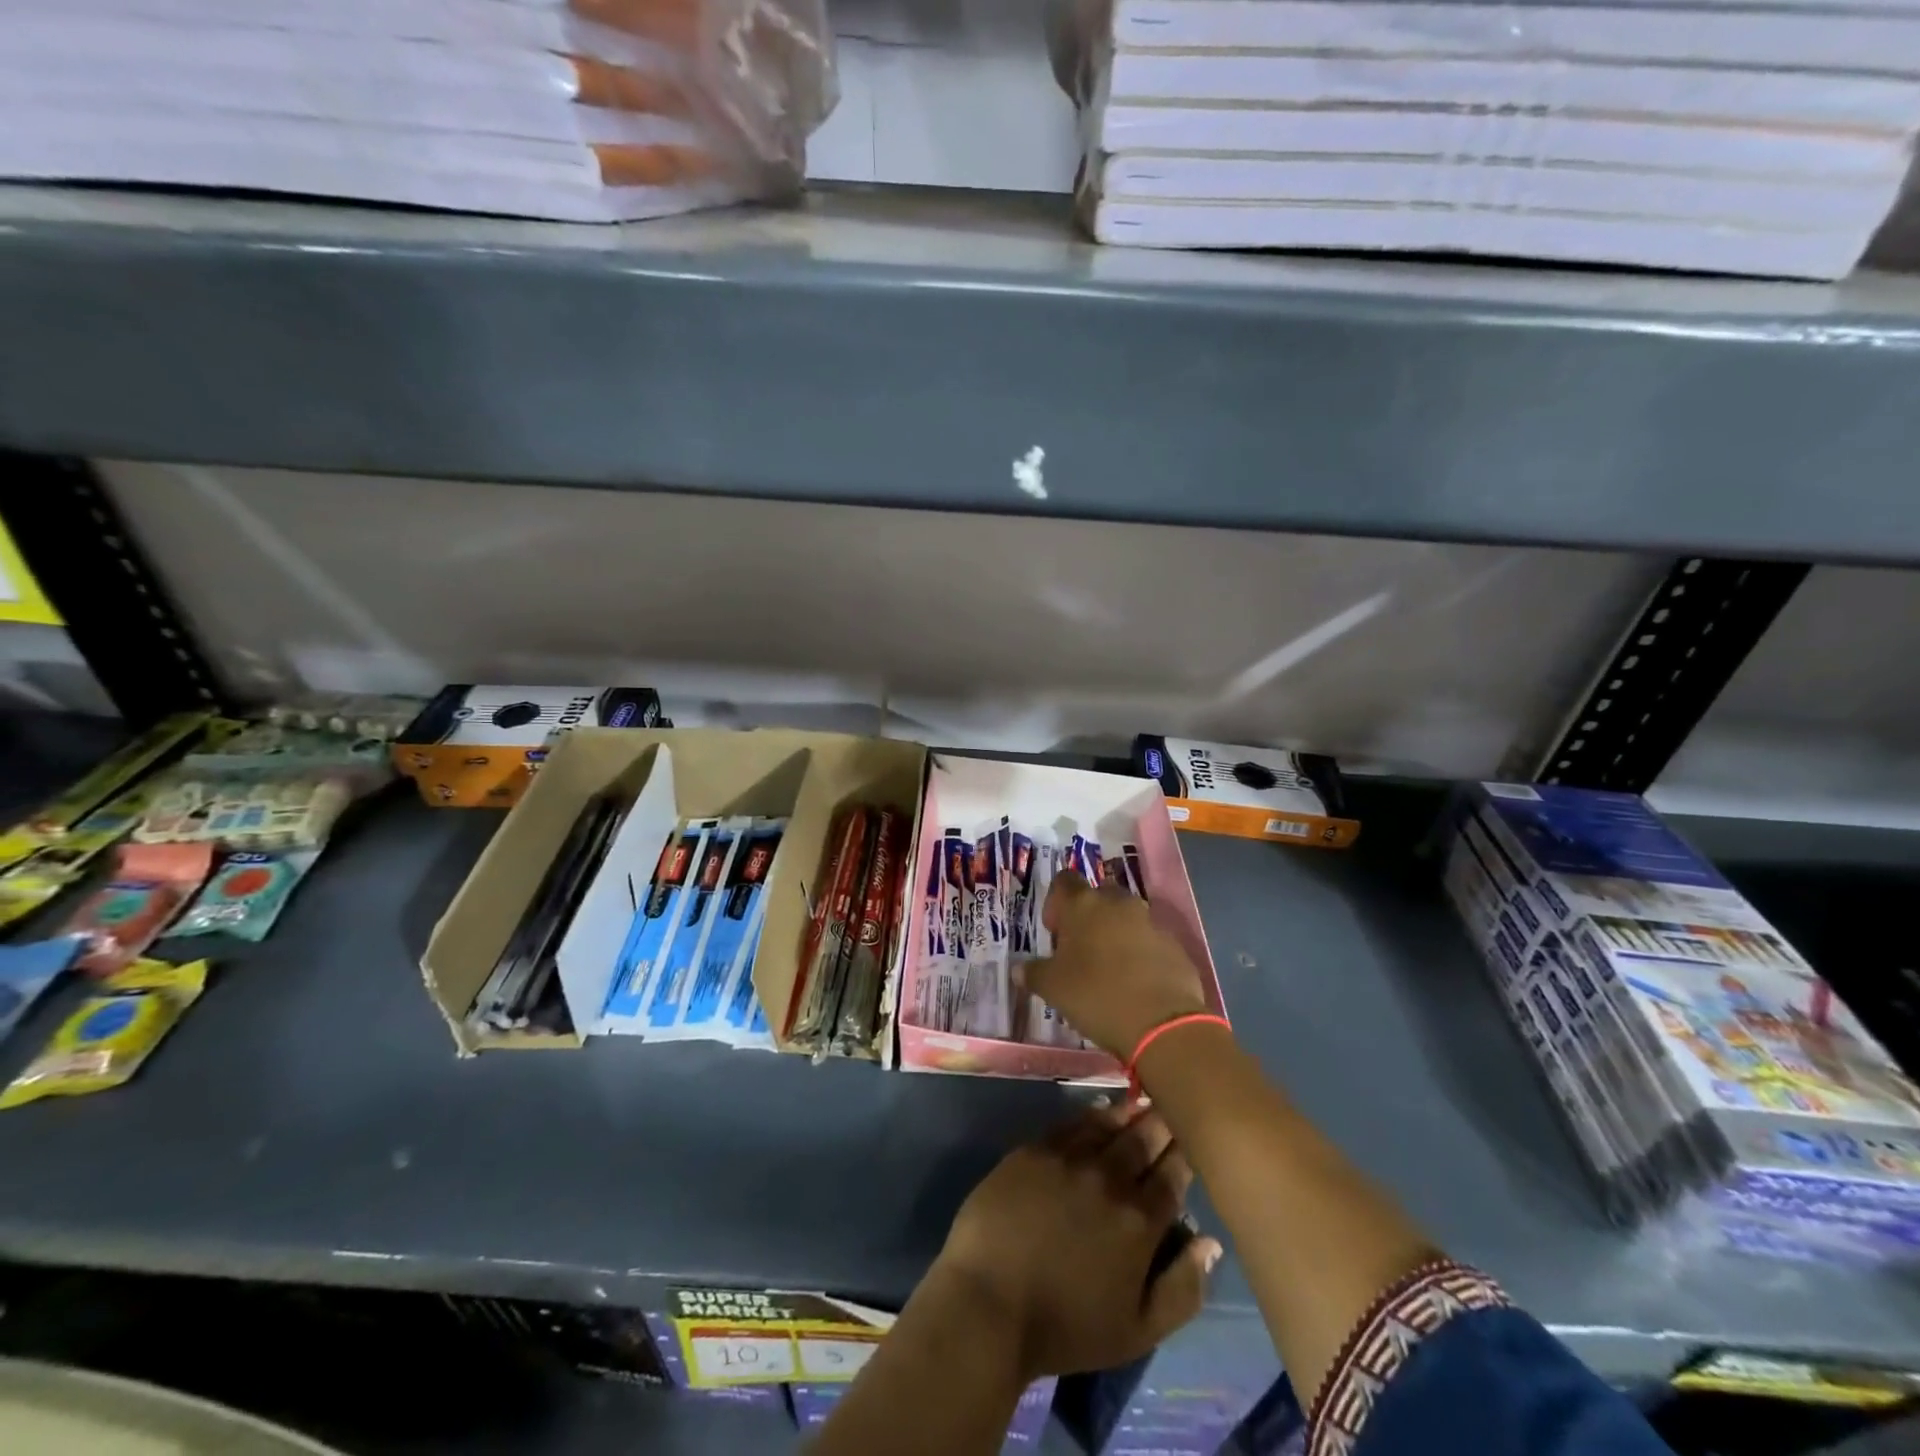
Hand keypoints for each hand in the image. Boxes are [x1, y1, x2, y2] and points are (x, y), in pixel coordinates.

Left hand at [933, 1103, 1220, 1381]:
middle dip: (1163, 1122)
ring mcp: (1069, 1157)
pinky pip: (1072, 1122)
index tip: (1194, 1140)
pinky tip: (1100, 1112)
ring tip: (1142, 1102)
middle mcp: (1110, 1177)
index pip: (1174, 1173)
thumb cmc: (1066, 1325)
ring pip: (1110, 1122)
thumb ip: (1183, 1287)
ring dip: (1131, 1113)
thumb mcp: (1138, 1330)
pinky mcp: (1035, 1148)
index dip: (1186, 1152)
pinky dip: (1093, 1114)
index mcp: (1140, 1221)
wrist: (989, 1301)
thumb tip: (1210, 1241)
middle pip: (1145, 1137)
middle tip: (1173, 1108)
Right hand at [1019, 873, 1211, 1057]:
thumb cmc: (1096, 995)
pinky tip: (1136, 984)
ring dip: (1115, 935)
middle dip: (1088, 917)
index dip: (1056, 903)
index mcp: (1083, 904)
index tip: (1055, 932)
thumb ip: (1033, 973)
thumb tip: (1019, 970)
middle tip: (1080, 951)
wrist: (1162, 1022)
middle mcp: (1117, 903)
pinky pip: (1150, 940)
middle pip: (1098, 897)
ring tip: (1109, 970)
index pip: (1064, 881)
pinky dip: (1140, 953)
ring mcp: (1150, 921)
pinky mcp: (1174, 944)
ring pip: (1126, 918)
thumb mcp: (1052, 989)